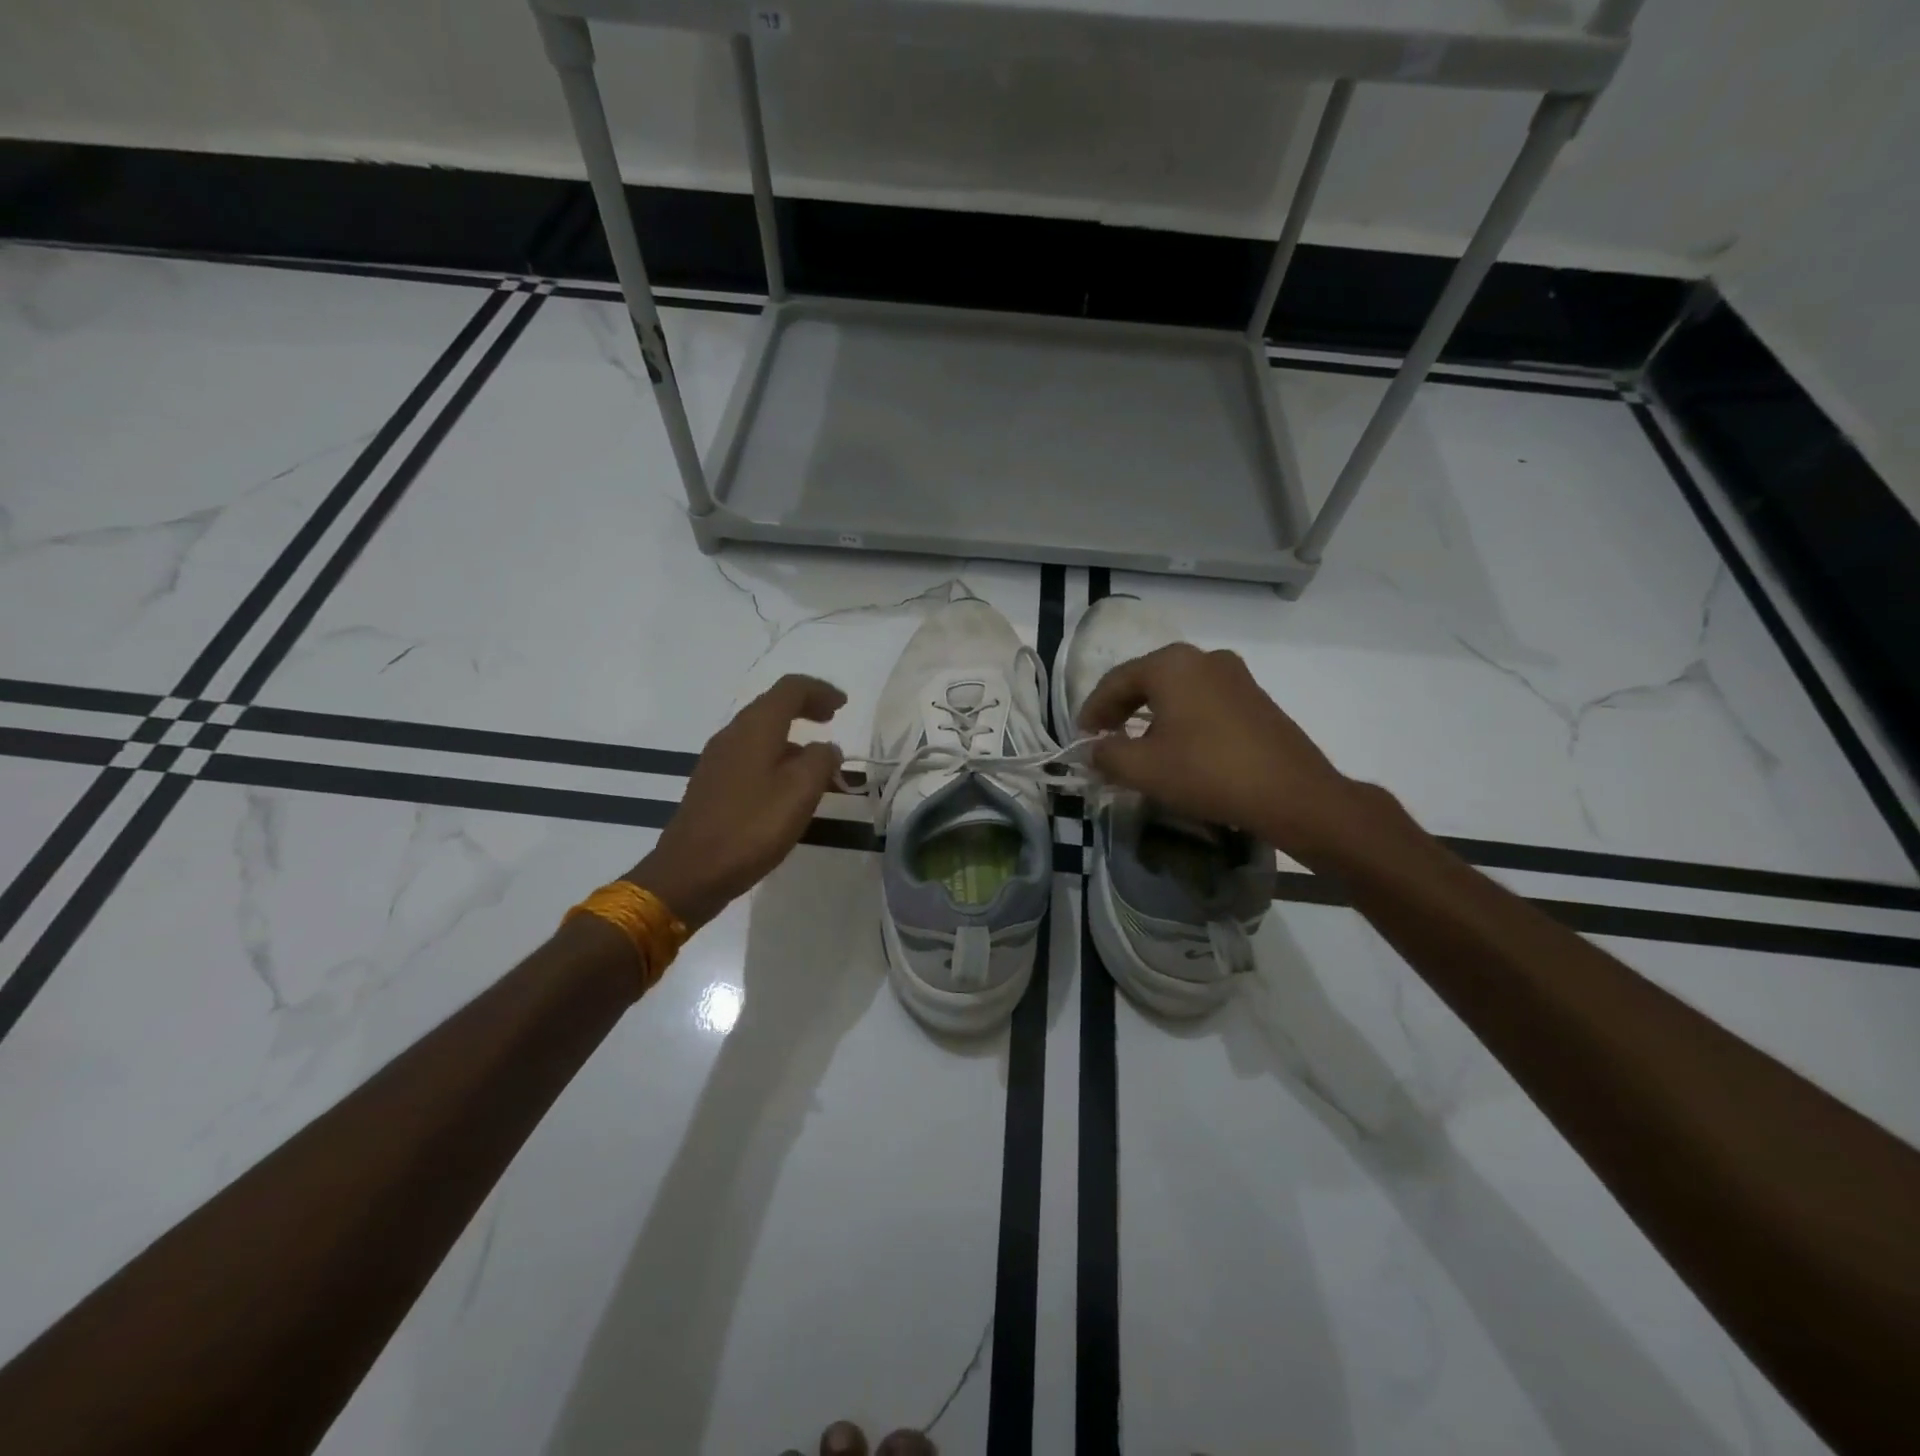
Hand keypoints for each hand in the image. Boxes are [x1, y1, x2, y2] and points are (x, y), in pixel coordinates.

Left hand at [630, 675, 845, 929]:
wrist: (690, 872)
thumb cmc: (751, 827)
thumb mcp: (800, 792)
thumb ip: (821, 761)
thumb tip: (826, 748)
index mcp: (755, 728)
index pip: (790, 688)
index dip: (820, 690)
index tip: (843, 705)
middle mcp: (733, 735)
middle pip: (773, 706)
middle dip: (806, 708)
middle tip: (832, 721)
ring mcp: (718, 760)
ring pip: (762, 734)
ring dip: (793, 739)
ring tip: (819, 766)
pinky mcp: (712, 785)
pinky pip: (751, 757)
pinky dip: (776, 759)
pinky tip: (788, 789)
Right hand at [1077, 643, 1359, 857]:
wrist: (1292, 793)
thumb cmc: (1207, 773)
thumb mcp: (1143, 769)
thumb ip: (1107, 755)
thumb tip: (1093, 751)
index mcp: (1172, 664)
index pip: (1116, 681)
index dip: (1092, 710)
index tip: (1081, 738)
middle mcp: (1203, 658)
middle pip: (1147, 680)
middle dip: (1121, 709)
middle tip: (1105, 738)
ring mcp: (1235, 675)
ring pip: (1177, 690)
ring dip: (1151, 714)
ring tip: (1138, 745)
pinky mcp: (1255, 698)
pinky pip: (1203, 701)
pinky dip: (1181, 718)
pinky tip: (1178, 746)